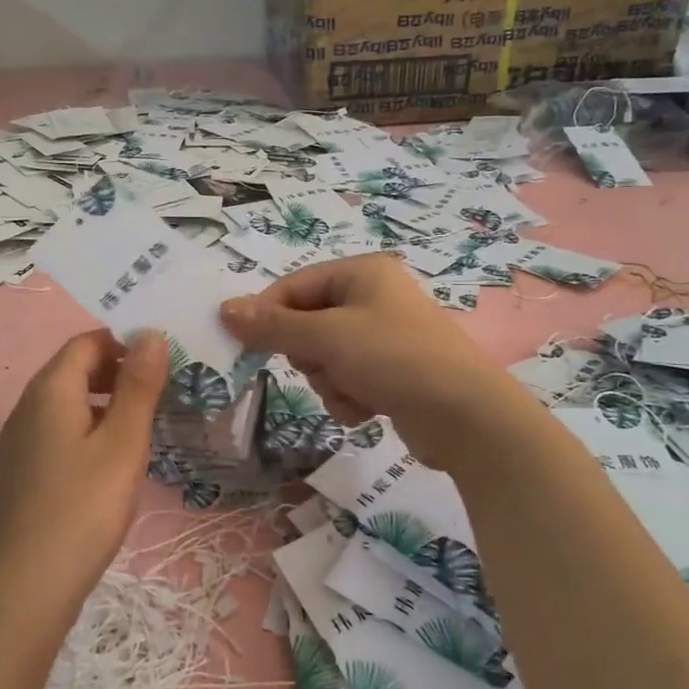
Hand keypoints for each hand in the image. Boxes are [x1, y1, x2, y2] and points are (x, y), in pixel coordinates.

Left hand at [0, 328, 166, 603]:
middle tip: (163, 387)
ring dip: (107, 400)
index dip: (125, 341)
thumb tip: (151, 333)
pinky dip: (90, 427)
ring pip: (69, 401)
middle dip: (119, 369)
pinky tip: (114, 457)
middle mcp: (30, 406)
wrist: (26, 586)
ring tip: (147, 420)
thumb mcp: (123, 443)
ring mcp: (23, 440)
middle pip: (76, 368)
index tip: (165, 358)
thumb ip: (138, 385)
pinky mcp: (25, 469)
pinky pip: (61, 429)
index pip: (88, 342)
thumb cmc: (83, 507)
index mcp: (51, 389)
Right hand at [219, 255, 522, 466]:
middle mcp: (373, 297)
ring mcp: (384, 336)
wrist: (464, 415)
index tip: (243, 343)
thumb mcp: (327, 337)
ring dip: (330, 381)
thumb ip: (273, 326)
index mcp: (361, 273)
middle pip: (308, 324)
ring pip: (324, 357)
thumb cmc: (393, 358)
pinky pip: (347, 379)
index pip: (294, 286)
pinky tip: (369, 408)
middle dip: (310, 355)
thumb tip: (224, 310)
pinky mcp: (392, 371)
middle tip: (324, 365)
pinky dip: (349, 397)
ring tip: (354, 391)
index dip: (267, 314)